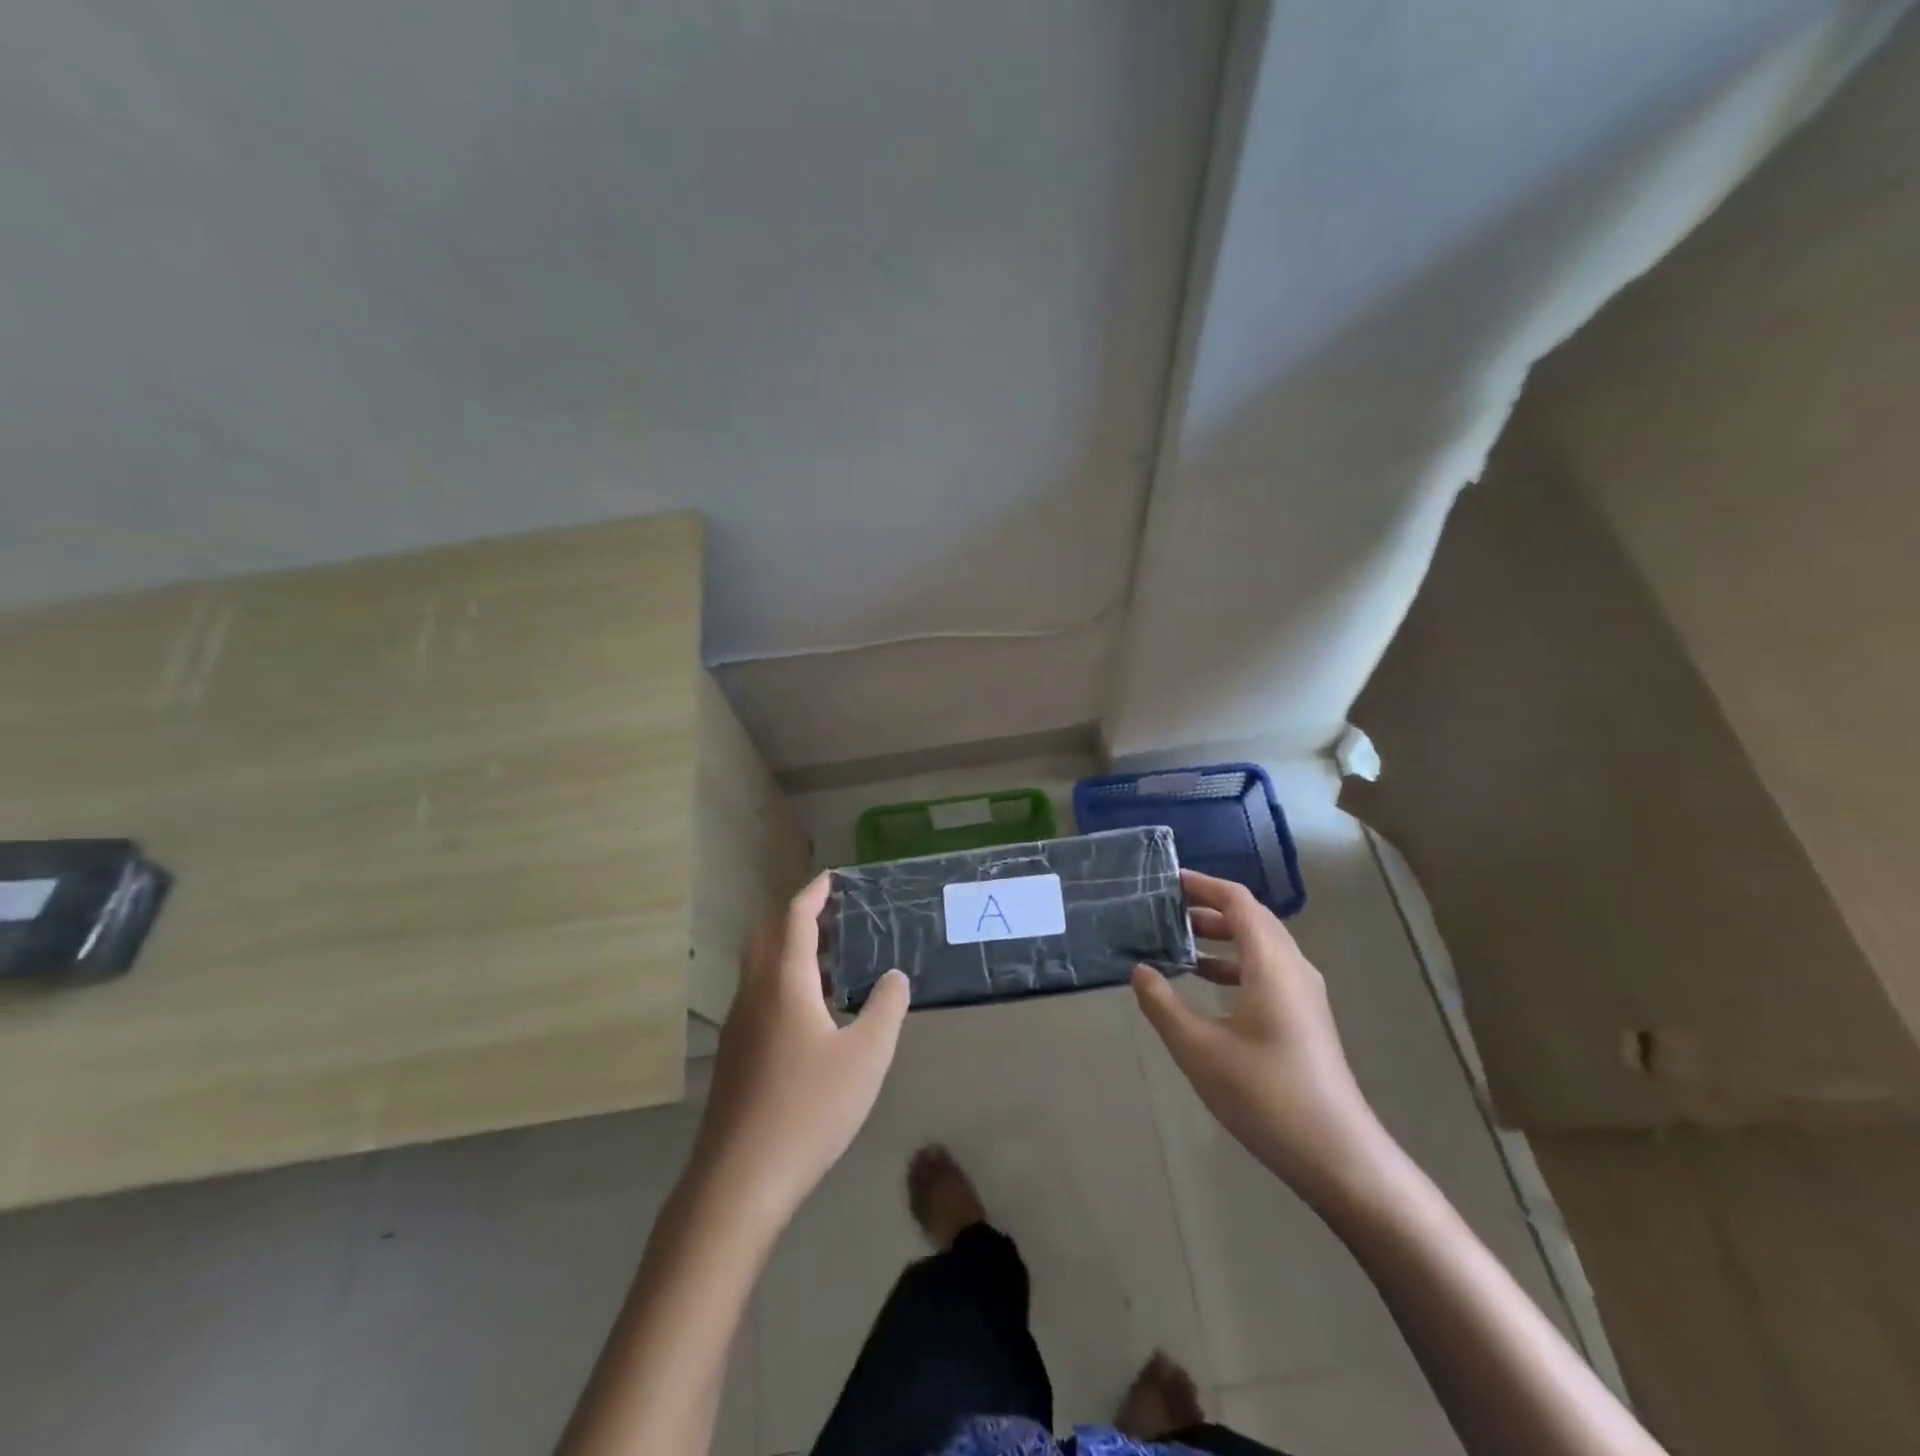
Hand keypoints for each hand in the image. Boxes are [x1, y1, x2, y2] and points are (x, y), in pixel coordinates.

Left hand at [691, 872, 910, 1224]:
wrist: (740, 1179)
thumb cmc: (809, 1109)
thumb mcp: (866, 1058)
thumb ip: (885, 1009)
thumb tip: (895, 976)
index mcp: (785, 983)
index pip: (795, 919)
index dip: (814, 893)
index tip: (831, 877)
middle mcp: (754, 993)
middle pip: (768, 935)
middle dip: (797, 915)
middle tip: (834, 913)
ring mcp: (738, 1024)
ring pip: (760, 966)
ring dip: (789, 948)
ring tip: (830, 957)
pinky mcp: (734, 1053)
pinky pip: (758, 994)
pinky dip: (782, 979)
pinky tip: (810, 1010)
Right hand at [1131, 870, 1390, 1206]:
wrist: (1337, 1156)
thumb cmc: (1265, 1094)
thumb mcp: (1199, 1049)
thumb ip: (1163, 1004)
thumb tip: (1139, 969)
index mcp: (1272, 963)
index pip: (1238, 902)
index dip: (1203, 885)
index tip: (1167, 881)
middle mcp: (1293, 968)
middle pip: (1251, 918)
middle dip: (1208, 909)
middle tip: (1164, 910)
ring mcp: (1304, 994)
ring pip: (1260, 946)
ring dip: (1220, 937)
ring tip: (1176, 942)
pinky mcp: (1305, 1018)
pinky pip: (1266, 970)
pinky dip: (1233, 964)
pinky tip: (1205, 984)